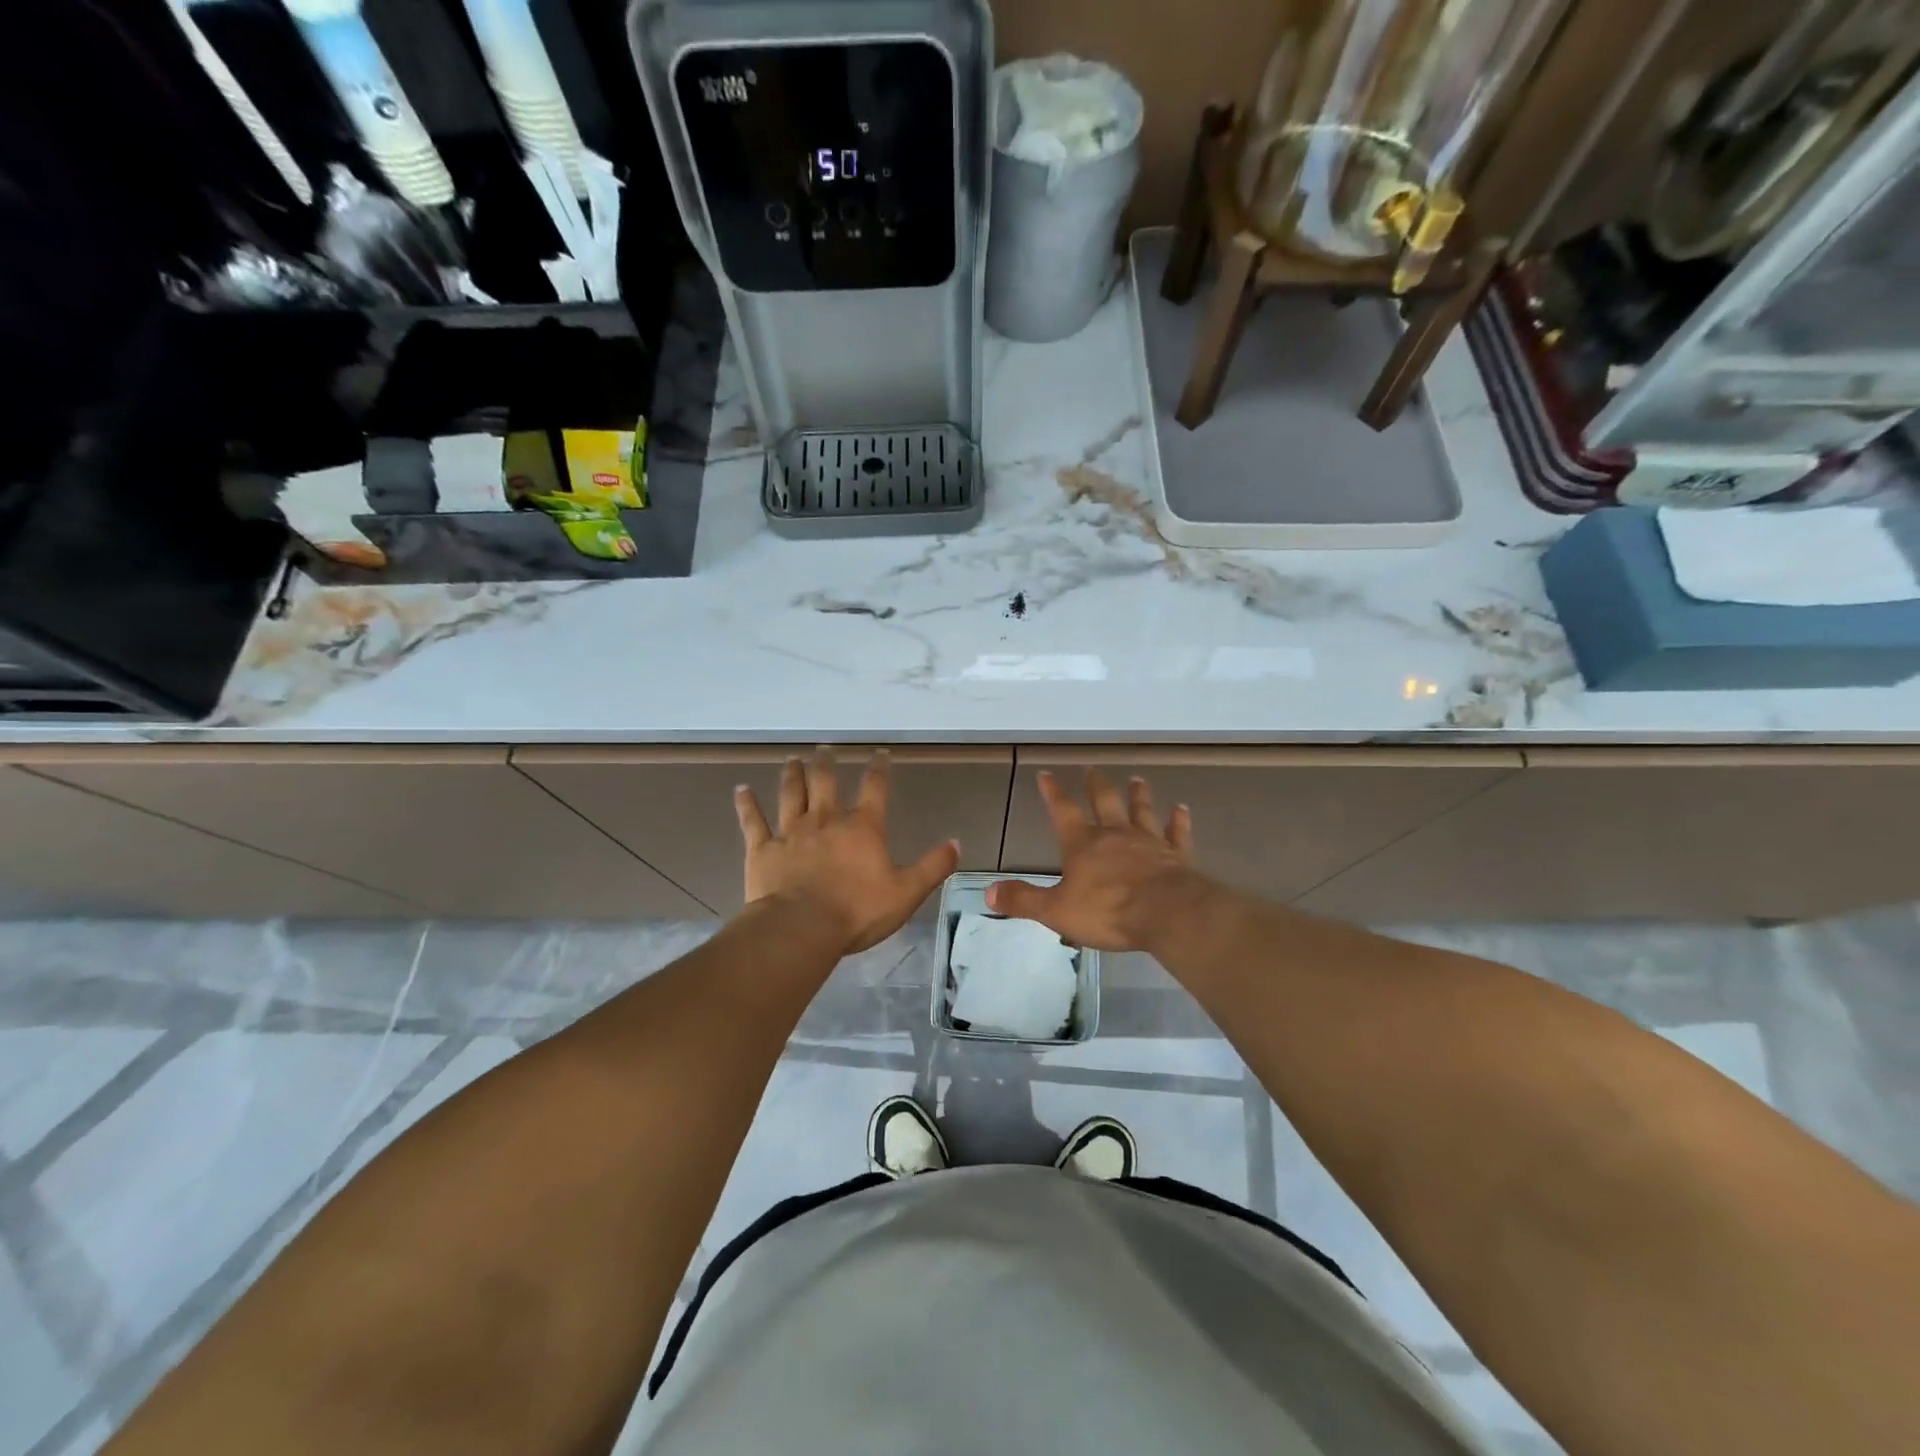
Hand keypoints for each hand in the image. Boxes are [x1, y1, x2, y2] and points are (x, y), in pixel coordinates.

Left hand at [735, 749, 959, 954]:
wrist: (801, 928)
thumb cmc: (857, 911)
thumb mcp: (907, 892)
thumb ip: (933, 866)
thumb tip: (957, 843)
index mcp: (862, 828)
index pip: (874, 788)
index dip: (879, 768)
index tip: (880, 753)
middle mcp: (826, 820)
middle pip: (826, 782)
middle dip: (827, 764)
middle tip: (824, 749)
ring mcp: (791, 832)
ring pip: (791, 794)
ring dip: (792, 775)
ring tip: (792, 759)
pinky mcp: (763, 849)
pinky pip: (753, 821)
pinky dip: (747, 804)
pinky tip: (741, 790)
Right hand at [987, 771, 1196, 951]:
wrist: (1166, 913)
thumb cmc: (1107, 911)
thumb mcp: (1056, 910)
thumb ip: (1023, 900)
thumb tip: (988, 892)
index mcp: (1083, 845)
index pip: (1063, 812)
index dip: (1053, 793)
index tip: (1046, 774)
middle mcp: (1115, 835)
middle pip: (1105, 802)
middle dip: (1096, 785)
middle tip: (1092, 769)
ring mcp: (1149, 842)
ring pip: (1142, 811)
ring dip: (1138, 795)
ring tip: (1137, 779)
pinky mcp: (1176, 856)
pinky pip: (1177, 833)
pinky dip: (1179, 820)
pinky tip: (1182, 809)